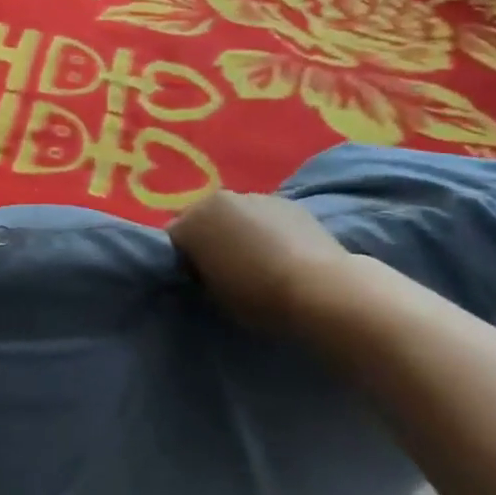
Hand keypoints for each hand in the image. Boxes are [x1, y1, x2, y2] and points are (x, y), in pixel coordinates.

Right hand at [168, 191, 352, 322]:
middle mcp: (217, 200)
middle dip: (209, 237)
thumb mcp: (214, 293)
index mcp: (191, 222)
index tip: (199, 278)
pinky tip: (282, 252)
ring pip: (235, 213)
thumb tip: (204, 265)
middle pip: (203, 217)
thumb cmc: (258, 297)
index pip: (174, 238)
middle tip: (225, 266)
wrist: (321, 289)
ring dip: (238, 230)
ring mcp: (254, 197)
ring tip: (258, 259)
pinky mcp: (288, 201)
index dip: (185, 259)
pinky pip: (264, 215)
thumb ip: (201, 272)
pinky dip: (267, 228)